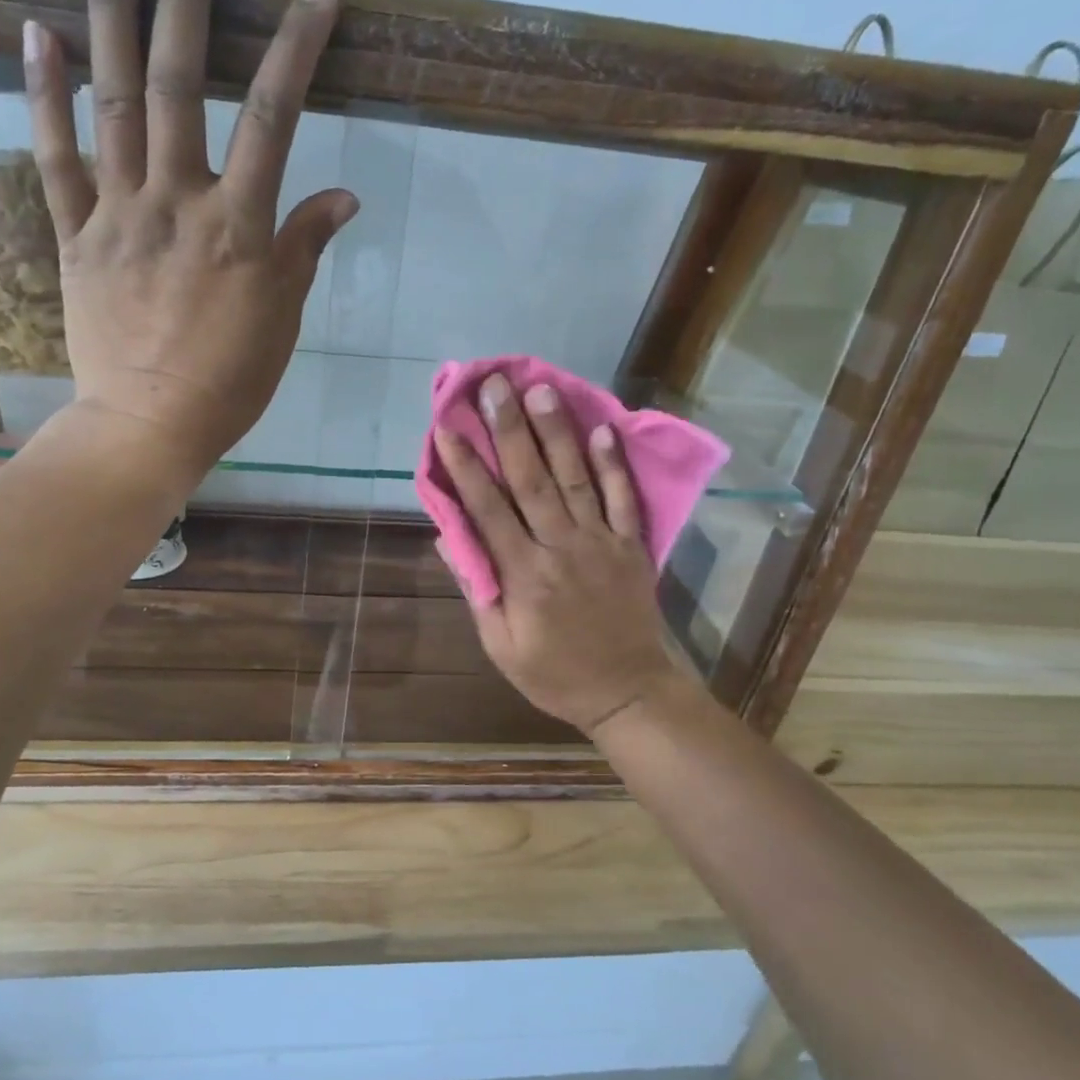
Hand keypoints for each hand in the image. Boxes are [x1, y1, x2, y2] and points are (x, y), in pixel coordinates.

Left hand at [24, 0, 357, 476]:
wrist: (148, 426)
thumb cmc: (228, 383)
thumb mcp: (282, 321)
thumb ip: (304, 248)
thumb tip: (343, 194)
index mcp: (238, 229)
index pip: (273, 118)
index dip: (296, 48)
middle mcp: (176, 203)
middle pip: (181, 85)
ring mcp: (117, 215)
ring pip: (113, 103)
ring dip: (110, 14)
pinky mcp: (75, 237)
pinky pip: (56, 159)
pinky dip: (45, 96)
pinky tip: (38, 32)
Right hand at [432, 375, 693, 734]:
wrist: (628, 693)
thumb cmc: (554, 675)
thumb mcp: (501, 646)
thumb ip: (479, 592)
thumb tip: (452, 541)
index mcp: (524, 575)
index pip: (488, 510)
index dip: (467, 467)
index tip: (448, 428)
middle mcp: (561, 548)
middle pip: (531, 481)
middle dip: (509, 430)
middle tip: (495, 386)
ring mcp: (601, 543)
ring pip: (575, 480)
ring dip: (557, 433)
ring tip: (541, 390)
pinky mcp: (631, 547)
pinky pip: (623, 500)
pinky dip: (613, 465)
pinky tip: (603, 430)